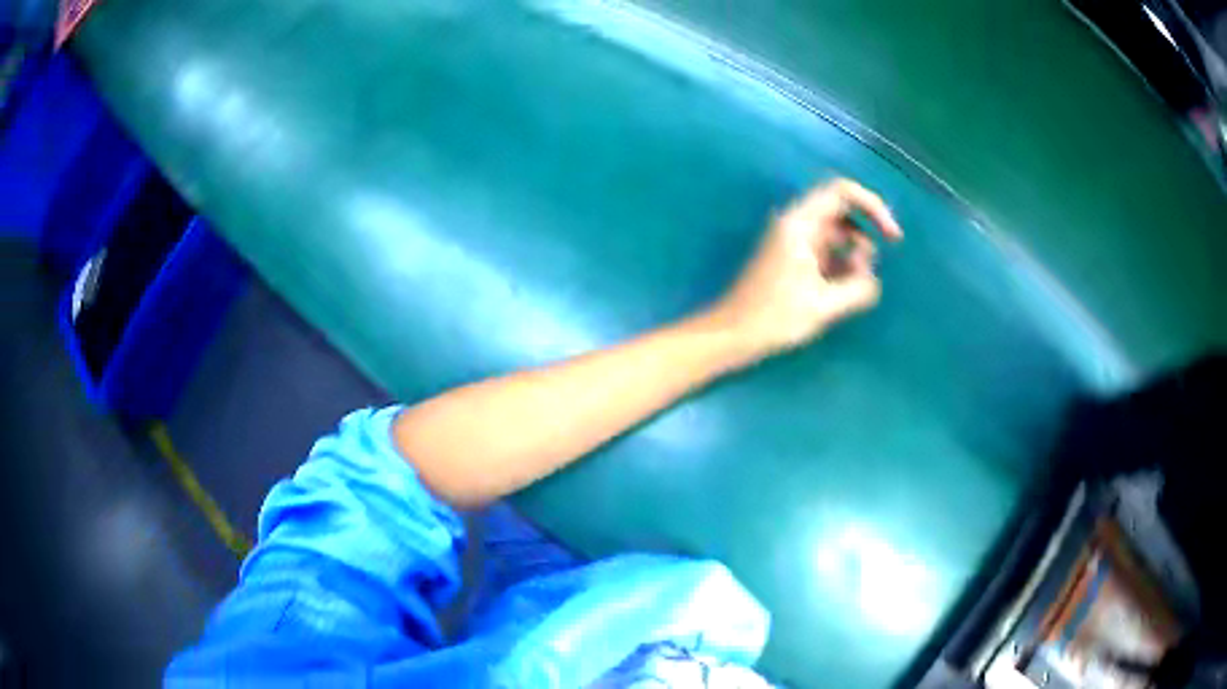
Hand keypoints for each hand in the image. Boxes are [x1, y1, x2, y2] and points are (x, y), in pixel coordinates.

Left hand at [706, 178, 902, 360]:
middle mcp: (797, 224)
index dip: (873, 206)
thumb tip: (871, 281)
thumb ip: (857, 289)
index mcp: (801, 223)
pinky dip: (839, 266)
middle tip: (866, 272)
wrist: (731, 334)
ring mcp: (793, 241)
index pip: (842, 191)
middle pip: (842, 212)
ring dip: (852, 256)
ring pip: (835, 235)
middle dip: (864, 237)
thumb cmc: (773, 317)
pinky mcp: (792, 259)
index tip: (892, 236)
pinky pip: (825, 252)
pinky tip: (840, 293)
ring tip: (852, 288)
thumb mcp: (824, 306)